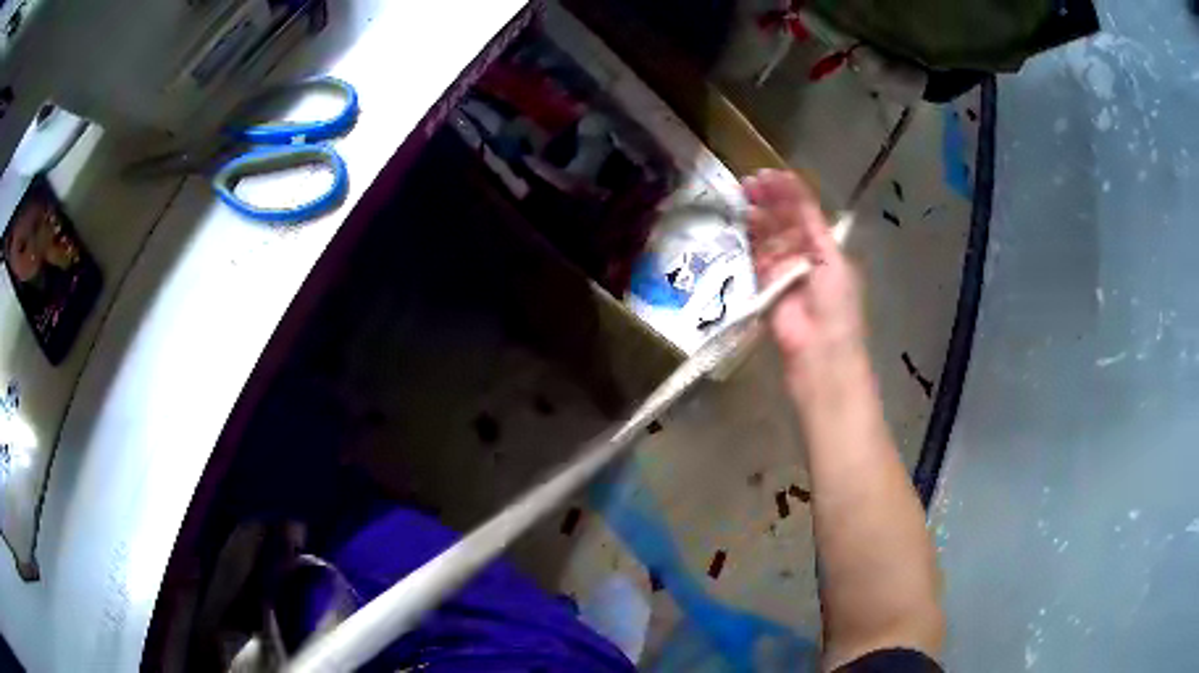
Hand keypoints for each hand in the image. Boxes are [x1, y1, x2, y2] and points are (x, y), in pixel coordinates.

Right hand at [743, 170, 865, 389]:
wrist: (819, 350)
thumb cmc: (835, 303)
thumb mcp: (830, 257)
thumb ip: (810, 223)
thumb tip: (794, 188)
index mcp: (825, 248)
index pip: (805, 213)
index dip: (789, 193)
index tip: (770, 175)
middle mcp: (803, 255)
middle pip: (784, 221)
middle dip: (769, 200)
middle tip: (750, 182)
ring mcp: (782, 270)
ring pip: (767, 236)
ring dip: (757, 215)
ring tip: (743, 194)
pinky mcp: (763, 285)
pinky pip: (755, 257)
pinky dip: (749, 239)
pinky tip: (742, 220)